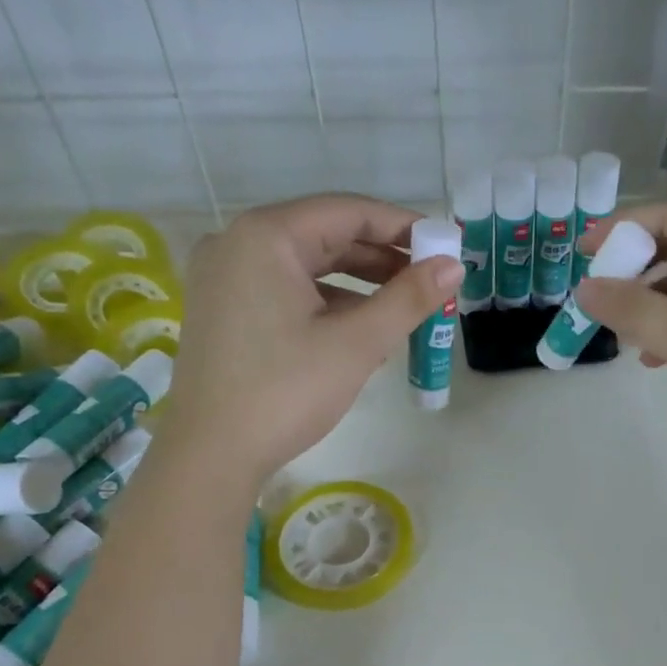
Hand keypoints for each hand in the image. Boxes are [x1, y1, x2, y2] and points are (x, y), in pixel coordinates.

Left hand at [165, 194, 461, 486]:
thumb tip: (454, 267)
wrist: (212, 454)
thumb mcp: (356, 344)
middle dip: (381, 258)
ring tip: (403, 306)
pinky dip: (325, 302)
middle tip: (430, 280)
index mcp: (265, 236)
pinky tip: (359, 328)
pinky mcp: (223, 310)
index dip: (402, 227)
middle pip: (324, 236)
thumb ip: (408, 299)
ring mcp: (224, 277)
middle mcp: (236, 242)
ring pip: (306, 266)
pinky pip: (285, 290)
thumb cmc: (286, 392)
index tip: (444, 246)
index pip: (347, 212)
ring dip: (357, 283)